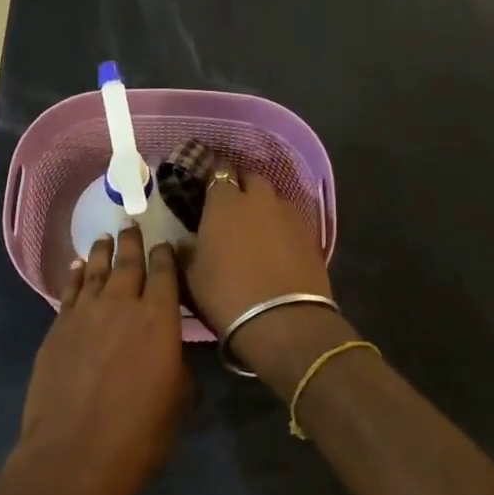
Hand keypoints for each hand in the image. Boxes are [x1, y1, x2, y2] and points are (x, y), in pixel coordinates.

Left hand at [6, 228, 188, 494]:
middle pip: (128, 262)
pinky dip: (76, 275)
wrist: (74, 454)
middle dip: (132, 242)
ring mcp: (85, 313)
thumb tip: (169, 351)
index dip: (166, 256)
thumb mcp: (177, 401)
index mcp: (159, 319)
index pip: (164, 273)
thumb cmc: (139, 434)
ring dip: (103, 252)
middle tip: (132, 225)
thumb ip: (176, 365)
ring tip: (105, 238)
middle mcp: (122, 304)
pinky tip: (78, 266)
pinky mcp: (58, 327)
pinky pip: (70, 291)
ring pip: (97, 270)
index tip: (165, 244)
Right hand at [184, 170, 353, 393]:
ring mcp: (289, 214)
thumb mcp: (190, 277)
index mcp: (224, 202)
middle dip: (241, 187)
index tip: (206, 191)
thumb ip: (184, 251)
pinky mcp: (311, 235)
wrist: (282, 322)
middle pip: (250, 179)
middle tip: (230, 209)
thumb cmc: (225, 295)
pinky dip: (282, 228)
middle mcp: (259, 198)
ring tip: (256, 229)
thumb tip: (183, 242)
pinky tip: (277, 247)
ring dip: (264, 208)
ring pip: (273, 199)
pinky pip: (291, 221)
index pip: (218, 172)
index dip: (212, 179)